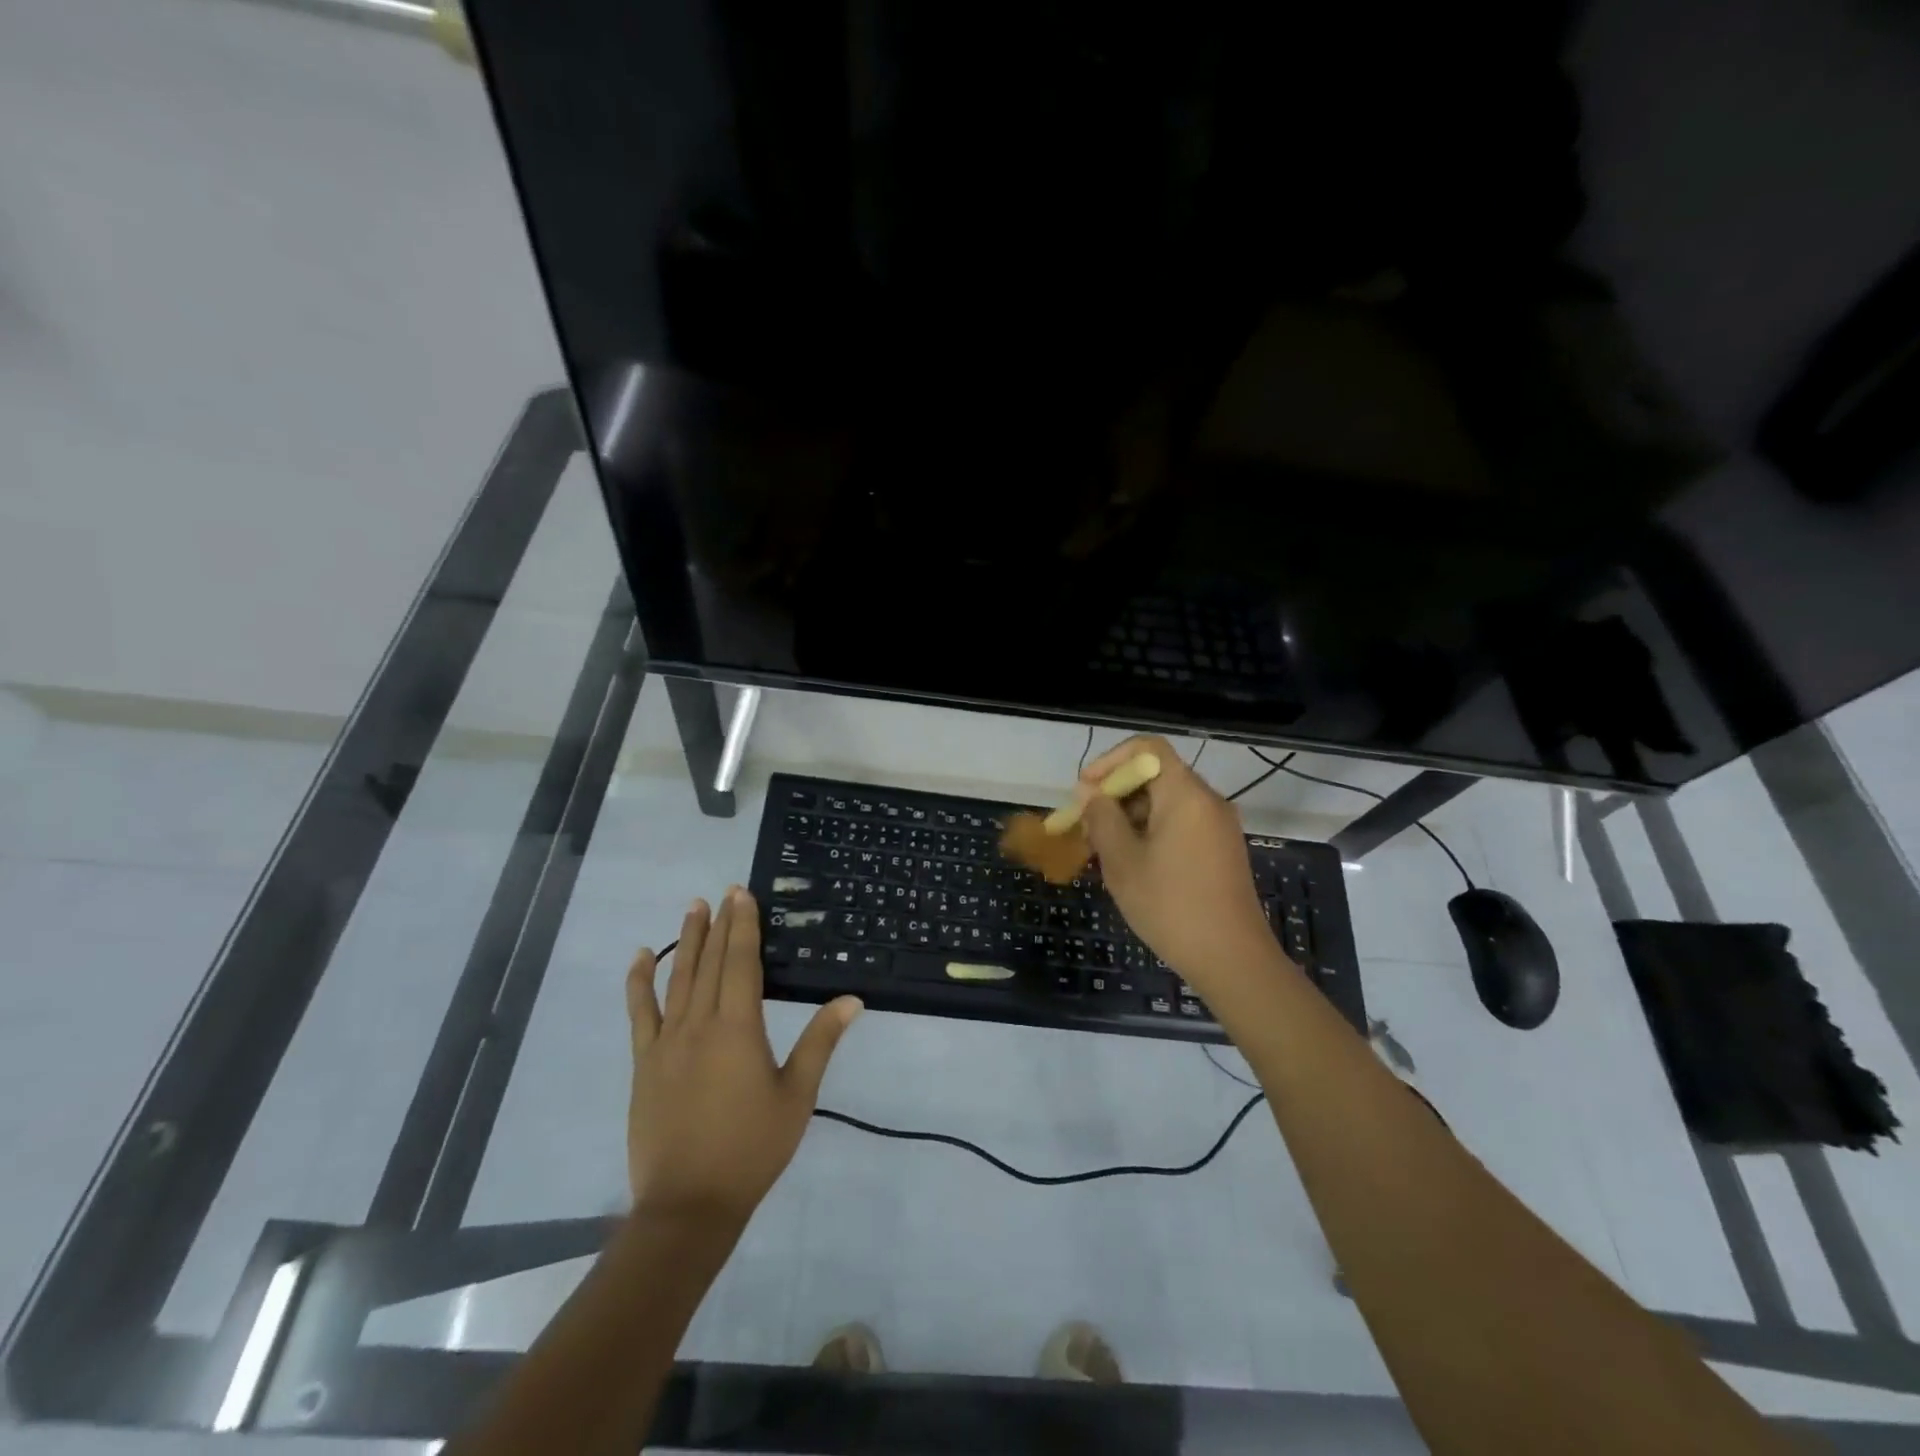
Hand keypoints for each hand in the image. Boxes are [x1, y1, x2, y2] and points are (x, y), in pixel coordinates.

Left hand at [626, 888, 861, 1229]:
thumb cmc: (752, 1148)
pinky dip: (640, 982)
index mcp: (739, 1028)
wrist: (689, 1204)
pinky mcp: (644, 1063)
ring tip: (693, 908)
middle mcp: (699, 1024)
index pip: (742, 963)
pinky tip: (642, 957)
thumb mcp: (797, 1096)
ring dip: (687, 941)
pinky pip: (640, 1013)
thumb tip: (851, 999)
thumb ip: (820, 1042)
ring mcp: (666, 1042)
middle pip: (710, 963)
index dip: (744, 926)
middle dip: (719, 924)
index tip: (742, 895)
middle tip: (723, 892)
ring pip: (677, 978)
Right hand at [1078, 736, 1287, 999]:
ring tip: (1102, 849)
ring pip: (1166, 802)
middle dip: (1115, 793)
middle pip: (1156, 775)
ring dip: (1130, 815)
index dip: (1110, 761)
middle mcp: (1208, 800)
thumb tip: (1089, 793)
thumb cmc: (1171, 906)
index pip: (1147, 748)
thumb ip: (1101, 818)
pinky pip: (1180, 823)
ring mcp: (1219, 826)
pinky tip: (1132, 863)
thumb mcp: (1123, 861)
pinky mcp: (1222, 849)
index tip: (1085, 790)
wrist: (1233, 959)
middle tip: (1086, 825)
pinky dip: (1151, 831)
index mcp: (1186, 794)